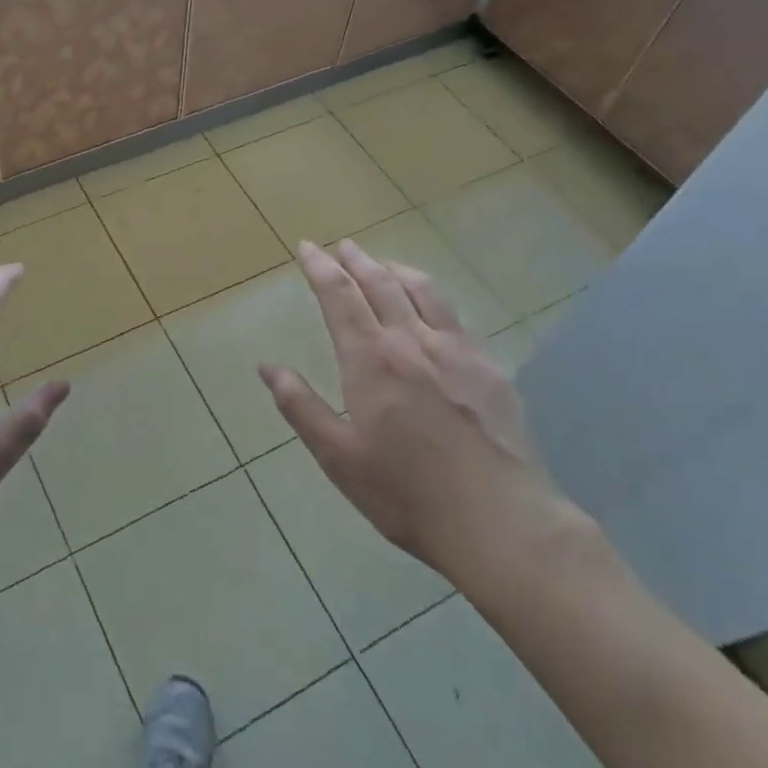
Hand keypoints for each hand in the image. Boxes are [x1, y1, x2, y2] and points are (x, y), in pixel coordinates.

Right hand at [257, 240, 584, 598]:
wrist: (500, 521)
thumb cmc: (407, 494)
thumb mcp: (338, 457)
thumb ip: (301, 407)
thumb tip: (267, 366)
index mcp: (371, 361)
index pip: (340, 298)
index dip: (320, 268)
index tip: (307, 248)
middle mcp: (412, 341)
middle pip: (380, 284)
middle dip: (356, 260)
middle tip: (341, 246)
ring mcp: (456, 350)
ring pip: (421, 290)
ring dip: (395, 269)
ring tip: (381, 263)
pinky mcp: (488, 366)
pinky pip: (454, 314)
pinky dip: (431, 294)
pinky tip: (430, 305)